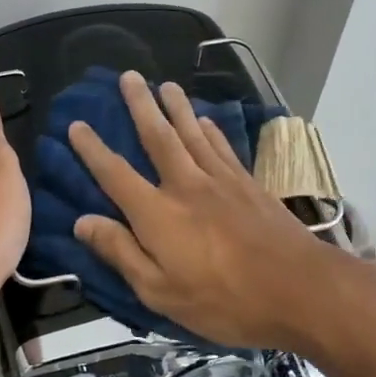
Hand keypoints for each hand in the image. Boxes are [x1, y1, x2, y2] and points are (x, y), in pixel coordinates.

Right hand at [68, 70, 341, 349]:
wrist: (299, 289)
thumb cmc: (224, 300)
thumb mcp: (160, 291)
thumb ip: (121, 253)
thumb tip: (82, 222)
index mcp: (157, 214)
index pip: (115, 174)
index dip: (92, 149)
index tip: (76, 125)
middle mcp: (185, 185)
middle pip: (157, 137)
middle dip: (140, 105)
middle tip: (128, 76)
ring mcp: (221, 180)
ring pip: (192, 133)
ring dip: (176, 106)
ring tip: (165, 84)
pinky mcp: (248, 184)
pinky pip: (223, 147)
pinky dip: (211, 129)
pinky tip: (207, 119)